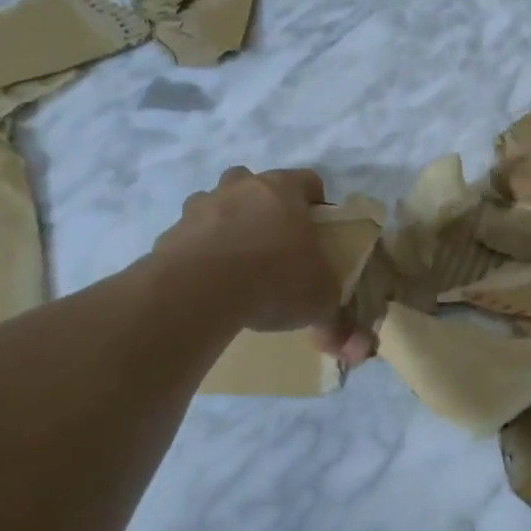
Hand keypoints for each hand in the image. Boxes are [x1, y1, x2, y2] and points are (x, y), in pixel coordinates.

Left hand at [161, 167, 370, 363]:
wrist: (198, 290)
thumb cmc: (274, 278)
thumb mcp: (319, 303)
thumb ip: (338, 322)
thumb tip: (361, 350)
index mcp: (282, 191)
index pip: (307, 180)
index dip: (315, 201)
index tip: (318, 227)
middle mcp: (240, 189)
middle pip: (254, 183)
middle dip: (263, 205)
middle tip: (274, 240)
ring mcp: (200, 208)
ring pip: (215, 204)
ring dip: (225, 224)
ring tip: (236, 263)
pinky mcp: (169, 234)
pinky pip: (188, 238)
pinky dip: (197, 253)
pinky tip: (206, 283)